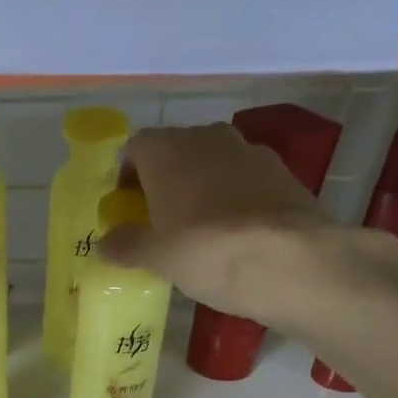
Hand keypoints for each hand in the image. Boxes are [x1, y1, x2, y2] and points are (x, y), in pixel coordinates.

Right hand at [98, 124, 340, 327]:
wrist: (292, 260)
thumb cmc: (206, 251)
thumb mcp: (156, 257)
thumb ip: (126, 245)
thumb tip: (105, 243)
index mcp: (166, 149)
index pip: (134, 148)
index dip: (127, 177)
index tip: (127, 208)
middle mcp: (206, 137)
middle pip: (174, 153)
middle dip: (164, 181)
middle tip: (160, 221)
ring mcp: (249, 150)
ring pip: (212, 164)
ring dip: (201, 187)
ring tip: (199, 228)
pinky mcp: (283, 172)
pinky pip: (245, 180)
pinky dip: (234, 198)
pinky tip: (236, 233)